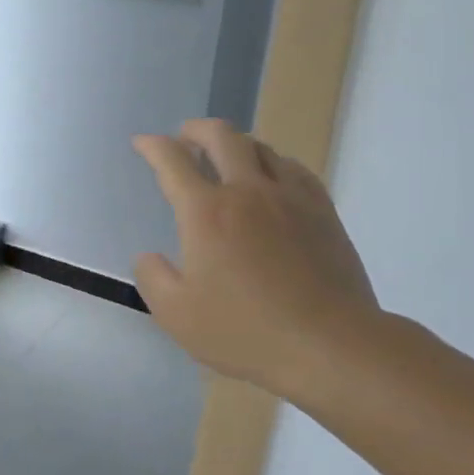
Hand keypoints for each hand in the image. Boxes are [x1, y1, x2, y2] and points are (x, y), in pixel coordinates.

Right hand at [133, 119, 382, 401]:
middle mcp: (247, 191)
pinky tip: (273, 177)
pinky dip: (273, 162)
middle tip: (185, 136)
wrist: (330, 345)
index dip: (152, 146)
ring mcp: (290, 198)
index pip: (172, 161)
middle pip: (221, 137)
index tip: (143, 143)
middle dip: (196, 129)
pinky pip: (294, 169)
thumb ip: (152, 278)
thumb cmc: (245, 331)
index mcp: (206, 212)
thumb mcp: (176, 315)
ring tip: (227, 157)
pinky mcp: (323, 212)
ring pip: (261, 147)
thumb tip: (149, 256)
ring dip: (235, 144)